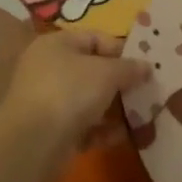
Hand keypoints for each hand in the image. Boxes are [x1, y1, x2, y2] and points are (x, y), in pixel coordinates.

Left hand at [2, 31, 148, 148]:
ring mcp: (49, 102)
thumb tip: (146, 67)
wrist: (34, 142)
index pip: (94, 38)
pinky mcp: (53, 131)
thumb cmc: (70, 92)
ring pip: (89, 101)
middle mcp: (49, 69)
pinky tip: (123, 136)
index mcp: (56, 45)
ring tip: (142, 115)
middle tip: (147, 91)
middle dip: (120, 82)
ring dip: (115, 108)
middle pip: (92, 71)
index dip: (121, 49)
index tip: (144, 65)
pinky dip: (103, 130)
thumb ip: (129, 68)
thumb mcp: (107, 72)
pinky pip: (84, 126)